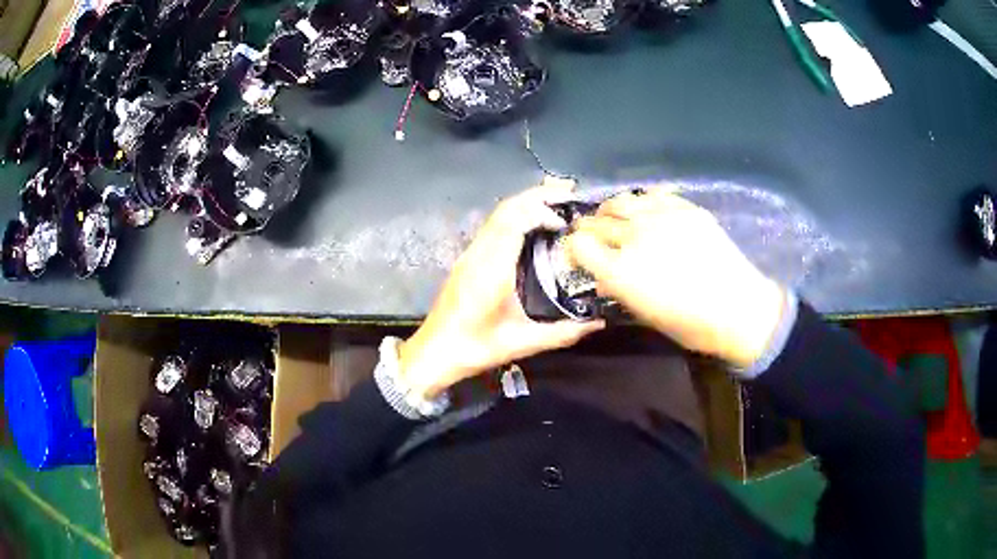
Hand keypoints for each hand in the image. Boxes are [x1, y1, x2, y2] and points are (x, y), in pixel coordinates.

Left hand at [399, 180, 605, 399]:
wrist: (434, 353)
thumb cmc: (475, 349)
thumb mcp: (523, 344)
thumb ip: (562, 333)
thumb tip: (597, 323)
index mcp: (491, 269)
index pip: (514, 221)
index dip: (541, 210)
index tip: (565, 221)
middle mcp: (478, 254)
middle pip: (506, 209)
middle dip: (537, 195)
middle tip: (568, 191)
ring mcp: (470, 254)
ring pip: (497, 215)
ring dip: (526, 203)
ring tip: (555, 202)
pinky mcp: (467, 259)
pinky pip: (492, 226)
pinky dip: (515, 216)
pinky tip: (532, 225)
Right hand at [566, 190, 786, 367]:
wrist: (737, 308)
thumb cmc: (689, 324)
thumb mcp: (645, 315)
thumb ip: (618, 289)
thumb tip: (603, 277)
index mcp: (620, 271)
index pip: (579, 244)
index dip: (574, 248)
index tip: (579, 254)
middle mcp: (634, 238)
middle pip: (596, 221)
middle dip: (588, 228)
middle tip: (593, 235)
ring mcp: (660, 218)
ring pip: (621, 201)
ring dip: (611, 210)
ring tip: (615, 217)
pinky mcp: (684, 208)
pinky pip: (653, 194)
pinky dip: (642, 201)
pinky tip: (646, 209)